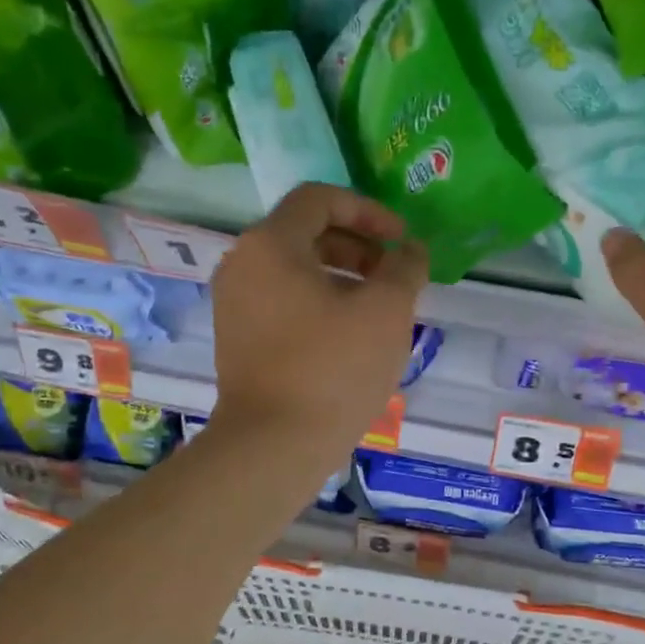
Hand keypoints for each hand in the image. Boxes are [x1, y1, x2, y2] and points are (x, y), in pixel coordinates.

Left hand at [210, 183, 428, 460]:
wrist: (273, 445)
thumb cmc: (333, 368)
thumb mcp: (386, 311)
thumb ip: (405, 268)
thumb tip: (411, 250)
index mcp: (270, 244)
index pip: (319, 199)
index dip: (368, 210)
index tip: (400, 240)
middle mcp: (242, 264)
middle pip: (305, 232)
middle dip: (357, 246)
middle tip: (393, 275)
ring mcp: (234, 303)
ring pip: (295, 269)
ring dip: (342, 275)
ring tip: (378, 307)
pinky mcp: (237, 337)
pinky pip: (283, 300)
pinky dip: (318, 301)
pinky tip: (349, 334)